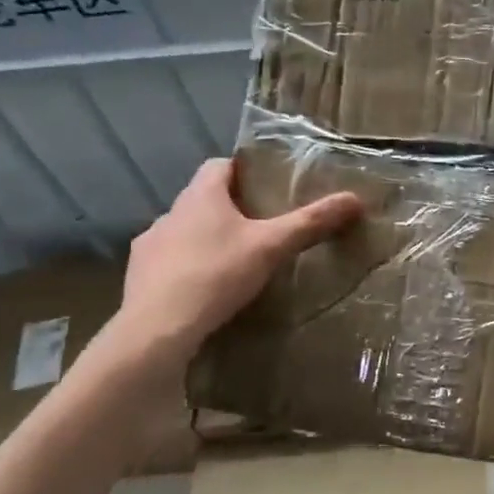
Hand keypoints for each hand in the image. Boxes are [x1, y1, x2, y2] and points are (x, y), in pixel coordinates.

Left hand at [110, 158, 362, 364]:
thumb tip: (355, 199)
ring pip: (185, 231)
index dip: (243, 170)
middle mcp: (170, 213)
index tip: (266, 184)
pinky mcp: (138, 276)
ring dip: (207, 238)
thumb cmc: (217, 275)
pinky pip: (169, 262)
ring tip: (236, 261)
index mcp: (201, 196)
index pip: (220, 165)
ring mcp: (150, 245)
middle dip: (230, 208)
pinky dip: (188, 268)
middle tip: (262, 226)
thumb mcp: (272, 247)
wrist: (158, 328)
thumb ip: (311, 222)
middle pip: (203, 199)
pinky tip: (206, 289)